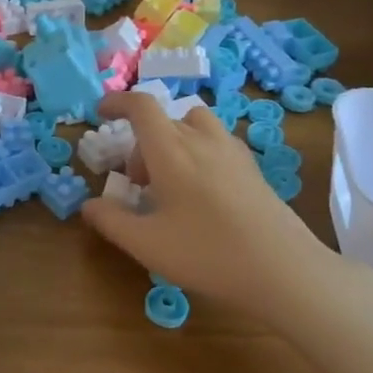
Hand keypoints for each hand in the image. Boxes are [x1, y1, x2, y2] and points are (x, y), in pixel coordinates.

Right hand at [80, 91, 367, 318]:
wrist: (284, 270)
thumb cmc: (207, 252)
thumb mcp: (146, 244)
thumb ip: (111, 220)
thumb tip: (89, 205)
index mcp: (171, 150)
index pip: (141, 106)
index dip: (117, 102)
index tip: (102, 112)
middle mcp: (202, 140)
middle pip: (165, 120)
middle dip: (142, 143)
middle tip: (137, 183)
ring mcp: (232, 152)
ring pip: (194, 126)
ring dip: (173, 142)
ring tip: (170, 182)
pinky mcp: (253, 168)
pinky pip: (216, 143)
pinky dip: (198, 152)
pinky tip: (201, 193)